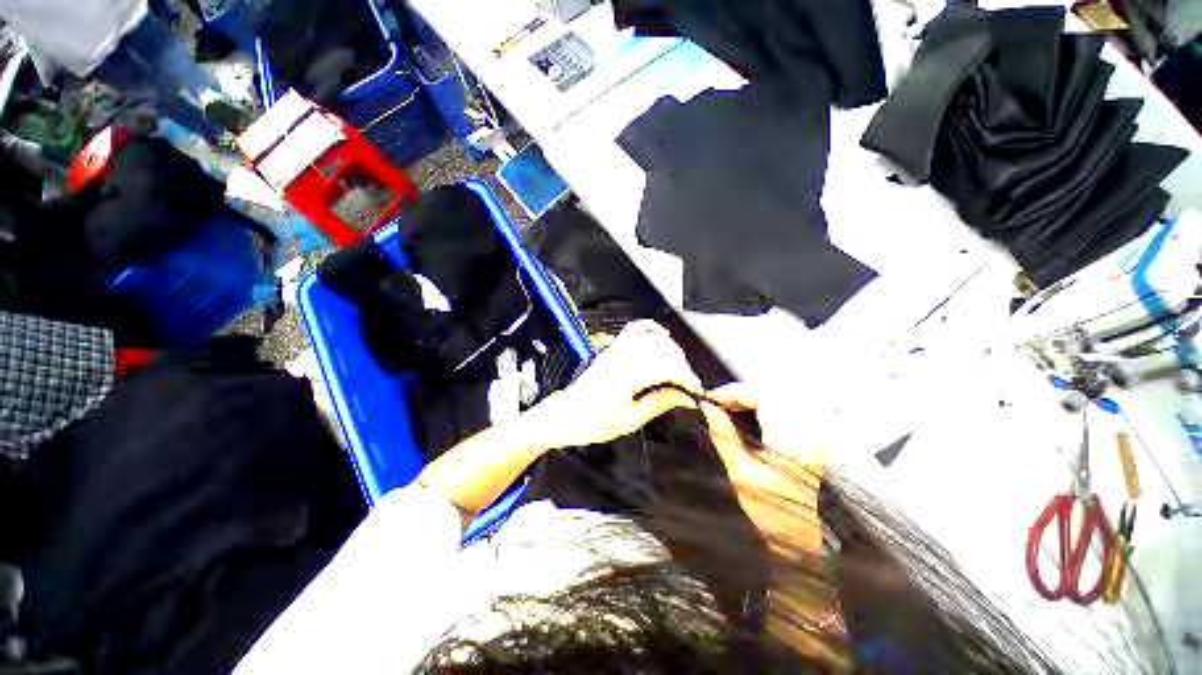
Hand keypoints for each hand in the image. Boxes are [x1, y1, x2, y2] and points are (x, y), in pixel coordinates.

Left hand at [525, 321, 701, 448]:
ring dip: (672, 352)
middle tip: (686, 386)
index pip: (668, 366)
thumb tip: (686, 397)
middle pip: (665, 350)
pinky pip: (634, 329)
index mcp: (627, 377)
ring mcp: (617, 349)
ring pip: (654, 339)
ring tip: (676, 372)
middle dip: (682, 366)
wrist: (565, 415)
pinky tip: (662, 335)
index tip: (695, 390)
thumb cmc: (592, 422)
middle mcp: (623, 357)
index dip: (687, 377)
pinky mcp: (613, 348)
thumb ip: (659, 403)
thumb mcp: (629, 421)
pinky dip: (651, 328)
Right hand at [699, 383, 826, 555]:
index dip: (733, 392)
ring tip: (728, 408)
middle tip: (717, 403)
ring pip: (778, 398)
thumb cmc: (769, 512)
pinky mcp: (812, 437)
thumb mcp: (740, 474)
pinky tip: (747, 415)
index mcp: (790, 442)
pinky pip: (785, 408)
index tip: (711, 398)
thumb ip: (724, 436)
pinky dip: (763, 406)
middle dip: (740, 393)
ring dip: (751, 398)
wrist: (802, 538)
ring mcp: (813, 434)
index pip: (762, 397)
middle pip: (771, 393)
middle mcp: (807, 433)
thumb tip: (708, 408)